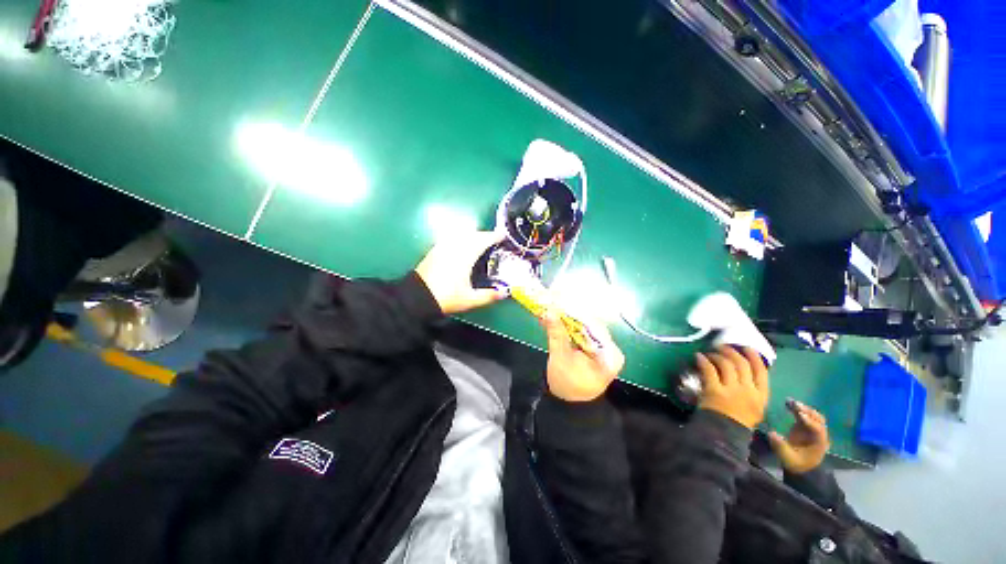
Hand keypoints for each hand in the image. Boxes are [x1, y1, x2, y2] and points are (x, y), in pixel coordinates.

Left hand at [414, 230, 506, 314]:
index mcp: (465, 256)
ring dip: (473, 235)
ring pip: (461, 235)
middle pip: (472, 235)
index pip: (482, 240)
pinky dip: (461, 239)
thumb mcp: (470, 299)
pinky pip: (452, 239)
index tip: (503, 234)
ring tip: (480, 241)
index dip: (494, 236)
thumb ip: (489, 295)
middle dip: (484, 235)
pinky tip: (462, 246)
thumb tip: (505, 292)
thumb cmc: (446, 297)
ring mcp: (443, 247)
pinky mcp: (435, 251)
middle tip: (494, 239)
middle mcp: (454, 247)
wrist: (417, 297)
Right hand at [543, 311, 624, 401]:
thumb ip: (556, 333)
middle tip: (552, 302)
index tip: (559, 301)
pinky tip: (555, 319)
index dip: (575, 312)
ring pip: (584, 327)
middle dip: (569, 314)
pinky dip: (568, 326)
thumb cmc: (567, 384)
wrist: (568, 404)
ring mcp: (602, 348)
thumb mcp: (560, 358)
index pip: (593, 325)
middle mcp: (610, 348)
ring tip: (551, 308)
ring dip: (567, 318)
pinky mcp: (593, 348)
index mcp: (610, 354)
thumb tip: (549, 310)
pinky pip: (581, 332)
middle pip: (589, 324)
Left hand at [695, 346, 769, 429]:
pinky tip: (699, 356)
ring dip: (717, 355)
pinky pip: (709, 370)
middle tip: (722, 347)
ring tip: (710, 353)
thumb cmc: (738, 421)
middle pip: (742, 364)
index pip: (761, 371)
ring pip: (726, 364)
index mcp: (761, 396)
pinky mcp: (714, 390)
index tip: (746, 348)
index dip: (754, 357)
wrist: (724, 435)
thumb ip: (752, 390)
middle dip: (732, 352)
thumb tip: (743, 371)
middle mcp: (748, 391)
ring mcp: (731, 390)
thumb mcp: (755, 408)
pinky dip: (703, 360)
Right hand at [768, 400, 830, 473]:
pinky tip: (788, 403)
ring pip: (813, 416)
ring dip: (803, 408)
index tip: (799, 414)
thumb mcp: (787, 457)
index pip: (818, 430)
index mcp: (819, 443)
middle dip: (808, 412)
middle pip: (818, 420)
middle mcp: (818, 435)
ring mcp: (812, 430)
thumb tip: (771, 433)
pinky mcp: (804, 427)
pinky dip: (798, 409)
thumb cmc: (795, 463)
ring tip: (791, 402)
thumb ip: (780, 446)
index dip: (810, 422)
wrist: (800, 467)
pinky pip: (804, 415)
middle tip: (795, 404)